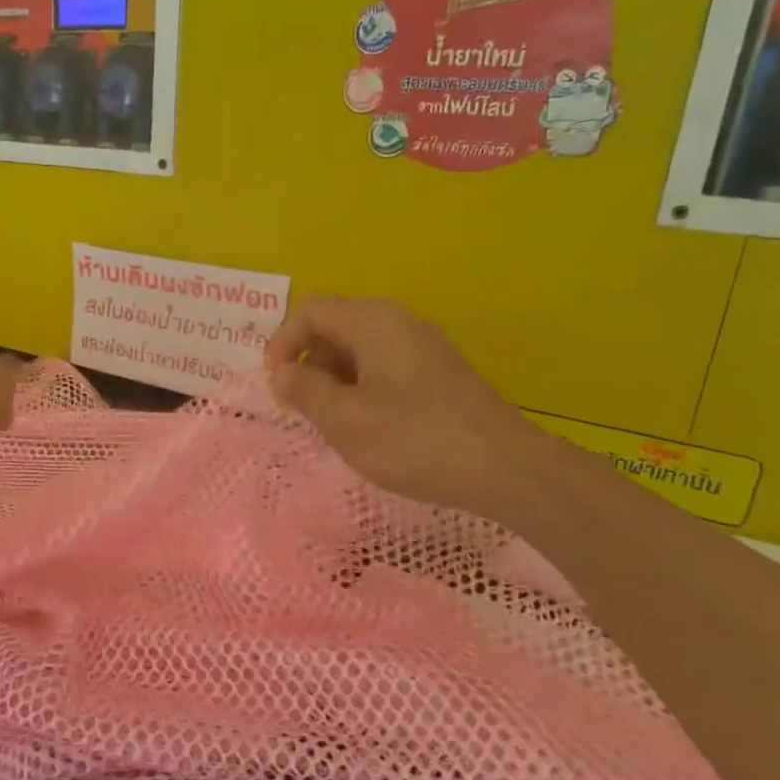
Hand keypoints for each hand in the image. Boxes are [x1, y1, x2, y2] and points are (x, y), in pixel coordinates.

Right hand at [265, 296, 550, 520]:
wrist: (504, 468)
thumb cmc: (414, 440)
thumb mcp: (345, 419)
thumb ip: (304, 390)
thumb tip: (283, 372)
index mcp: (373, 322)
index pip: (310, 310)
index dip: (282, 342)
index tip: (276, 385)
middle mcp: (398, 322)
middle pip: (335, 325)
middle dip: (308, 361)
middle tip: (300, 406)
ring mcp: (422, 346)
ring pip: (359, 348)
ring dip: (333, 377)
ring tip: (330, 420)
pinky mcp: (438, 372)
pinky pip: (384, 365)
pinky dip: (361, 386)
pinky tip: (366, 425)